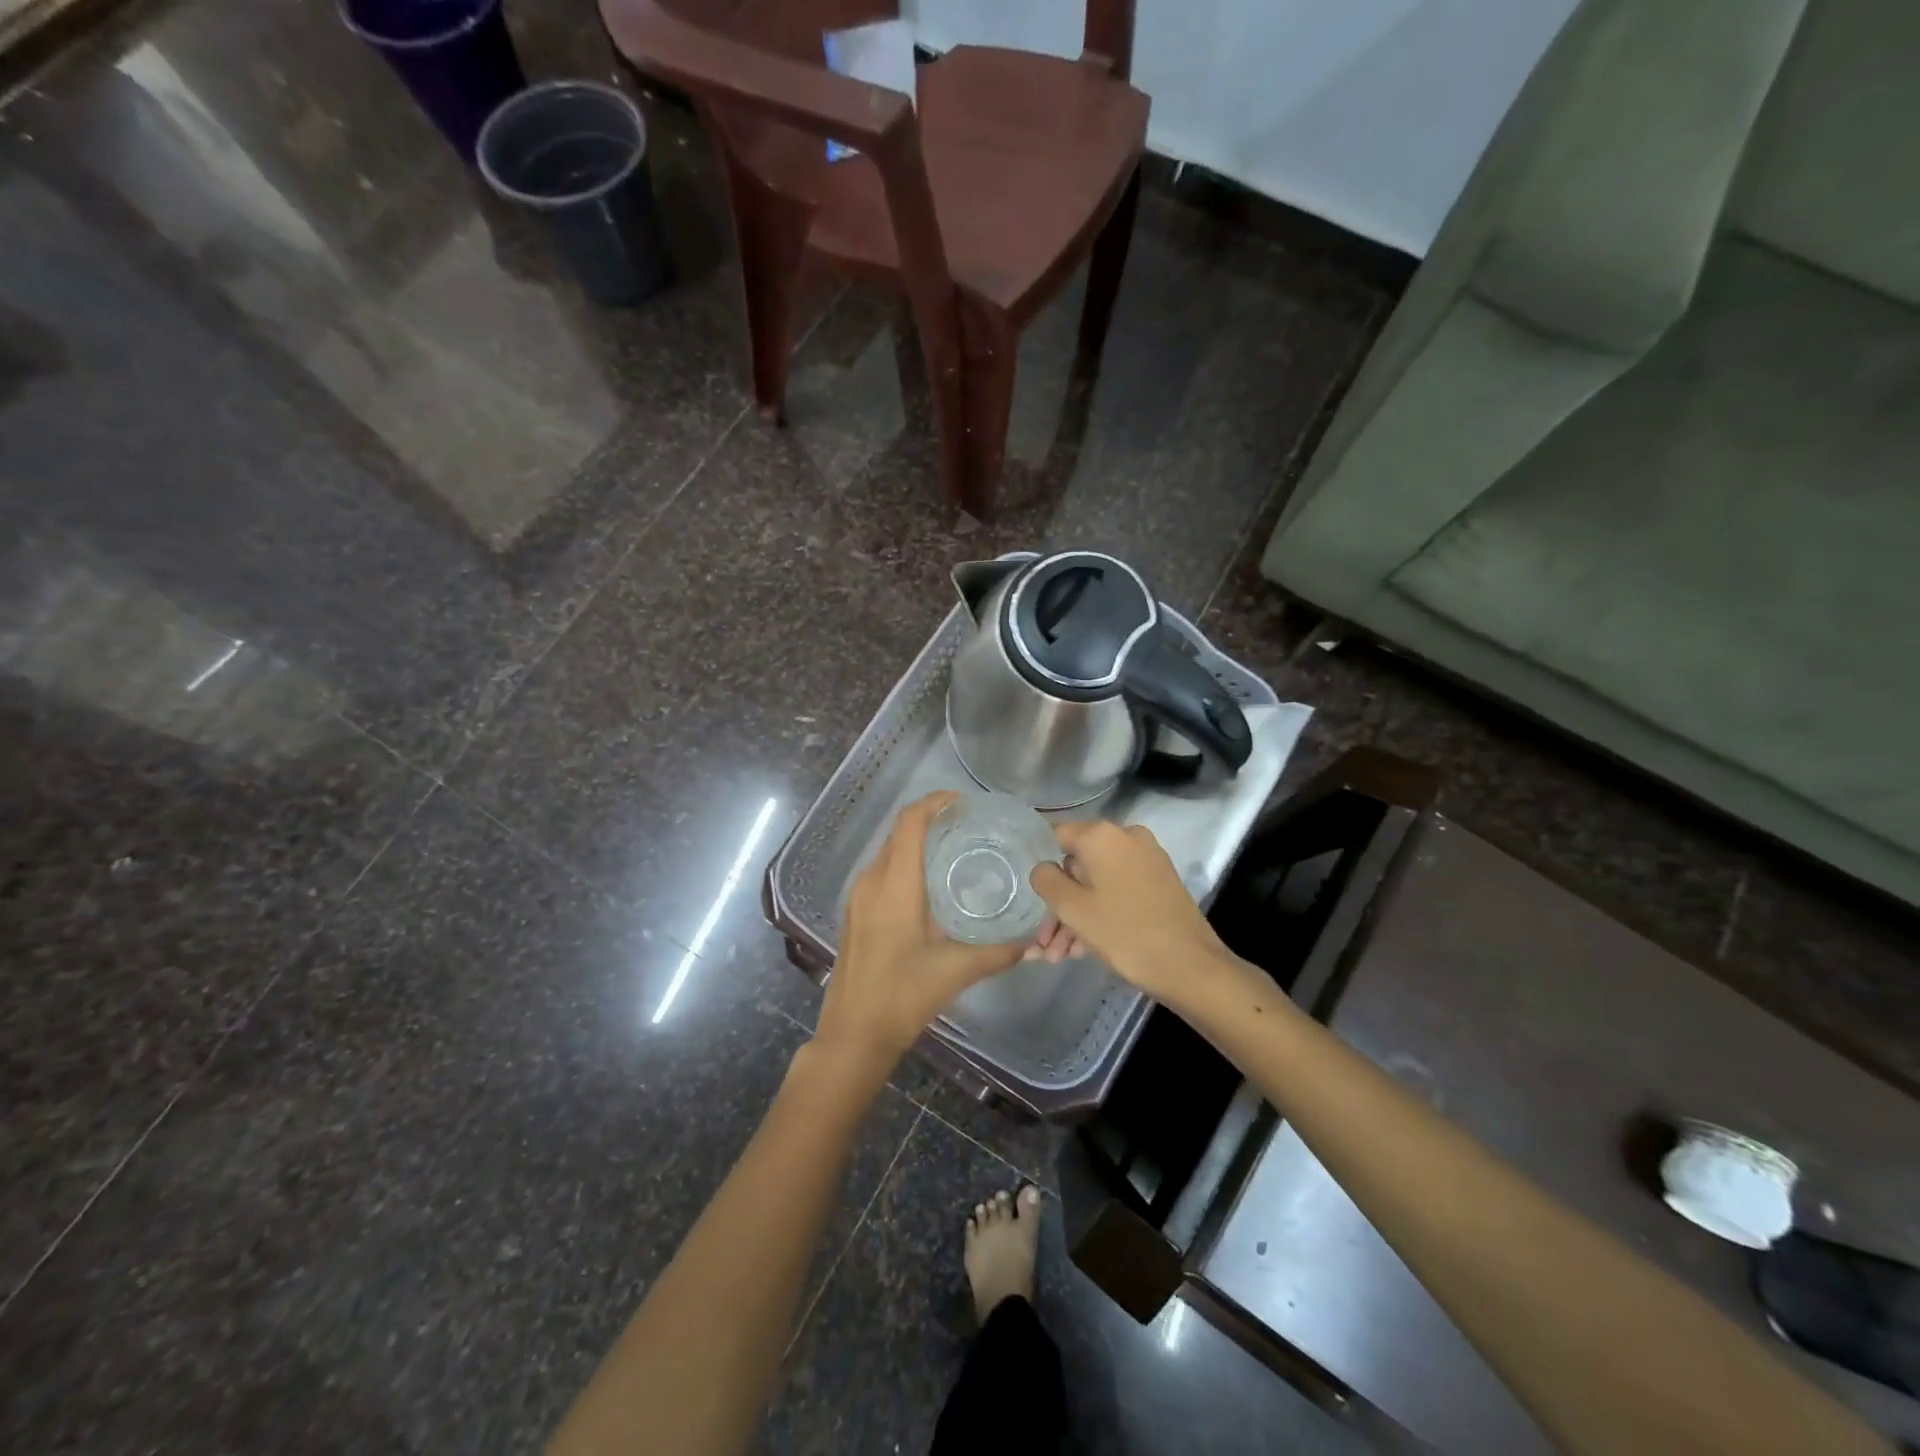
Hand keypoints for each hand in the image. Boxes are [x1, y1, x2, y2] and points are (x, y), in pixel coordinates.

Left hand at [813, 792, 1025, 1080]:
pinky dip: (907, 864)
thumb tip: (1033, 938)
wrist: (852, 1034)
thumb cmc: (902, 996)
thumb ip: (999, 951)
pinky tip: (933, 887)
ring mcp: (858, 896)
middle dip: (933, 821)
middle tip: (972, 828)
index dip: (935, 803)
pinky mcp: (856, 912)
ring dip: (919, 843)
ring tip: (958, 852)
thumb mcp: (956, 971)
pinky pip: (883, 872)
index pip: (910, 822)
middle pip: (900, 833)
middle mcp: (871, 880)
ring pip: (890, 852)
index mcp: (894, 884)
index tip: (965, 803)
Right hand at [1029, 820, 1229, 1002]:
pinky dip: (1099, 913)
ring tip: (1057, 957)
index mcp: (1102, 836)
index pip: (1055, 835)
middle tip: (1042, 944)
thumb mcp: (1073, 909)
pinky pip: (1117, 890)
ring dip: (1075, 917)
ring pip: (1096, 883)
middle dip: (1057, 905)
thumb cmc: (1126, 934)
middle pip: (1076, 865)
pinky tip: (1081, 950)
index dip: (1037, 862)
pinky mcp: (1158, 882)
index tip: (1027, 893)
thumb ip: (1046, 880)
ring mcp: (1146, 860)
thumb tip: (1042, 867)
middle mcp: (1126, 838)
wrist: (1192, 967)